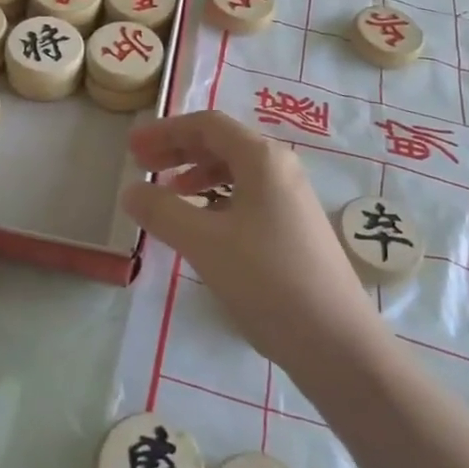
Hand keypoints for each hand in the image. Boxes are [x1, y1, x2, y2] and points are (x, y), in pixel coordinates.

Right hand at [120, 111, 381, 376]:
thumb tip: (131, 190)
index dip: (165, 131)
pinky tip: (202, 223)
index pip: (207, 124)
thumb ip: (162, 211)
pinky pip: (247, 196)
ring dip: (196, 174)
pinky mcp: (294, 227)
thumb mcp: (204, 243)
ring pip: (235, 170)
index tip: (132, 148)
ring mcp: (291, 198)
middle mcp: (280, 168)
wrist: (337, 342)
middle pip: (221, 143)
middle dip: (178, 150)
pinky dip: (216, 198)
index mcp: (262, 158)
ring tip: (167, 193)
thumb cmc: (267, 281)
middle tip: (140, 165)